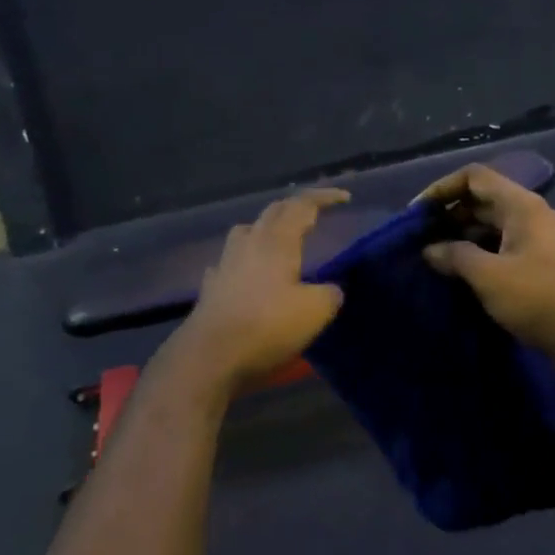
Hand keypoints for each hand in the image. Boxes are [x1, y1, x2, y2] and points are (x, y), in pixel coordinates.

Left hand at [166, 189, 348, 394]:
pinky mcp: (211, 287)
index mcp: (278, 240)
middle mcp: (250, 243)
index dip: (324, 197)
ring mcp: (226, 263)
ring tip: (280, 242)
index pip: (302, 205)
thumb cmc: (267, 326)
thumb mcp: (314, 311)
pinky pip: (230, 262)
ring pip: (247, 232)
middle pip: (273, 212)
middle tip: (314, 215)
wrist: (209, 357)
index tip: (345, 198)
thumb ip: (329, 294)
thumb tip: (331, 290)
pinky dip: (245, 262)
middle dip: (295, 208)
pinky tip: (248, 275)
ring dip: (266, 229)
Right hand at [417, 164, 554, 366]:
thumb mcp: (489, 276)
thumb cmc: (541, 299)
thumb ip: (455, 256)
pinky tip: (461, 278)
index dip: (442, 188)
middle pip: (484, 201)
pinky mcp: (543, 268)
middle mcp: (532, 216)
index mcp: (522, 206)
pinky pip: (504, 251)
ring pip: (493, 228)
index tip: (416, 213)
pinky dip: (480, 257)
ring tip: (433, 260)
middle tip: (419, 240)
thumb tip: (430, 249)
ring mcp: (540, 242)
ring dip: (463, 239)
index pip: (475, 177)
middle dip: (450, 216)